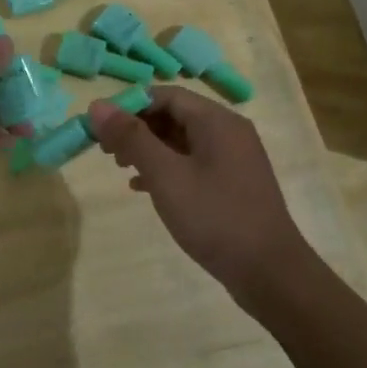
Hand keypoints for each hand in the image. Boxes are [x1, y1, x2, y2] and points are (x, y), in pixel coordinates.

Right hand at [86, 85, 306, 292]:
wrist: (269, 272)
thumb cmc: (215, 217)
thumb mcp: (166, 175)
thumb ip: (131, 138)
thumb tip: (97, 105)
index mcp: (217, 121)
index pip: (165, 96)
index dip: (129, 106)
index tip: (100, 127)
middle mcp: (228, 132)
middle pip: (174, 115)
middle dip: (137, 128)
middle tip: (105, 150)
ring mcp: (233, 159)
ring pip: (182, 140)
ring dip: (148, 149)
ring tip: (120, 167)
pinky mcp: (232, 183)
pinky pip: (193, 163)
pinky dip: (166, 168)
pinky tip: (142, 188)